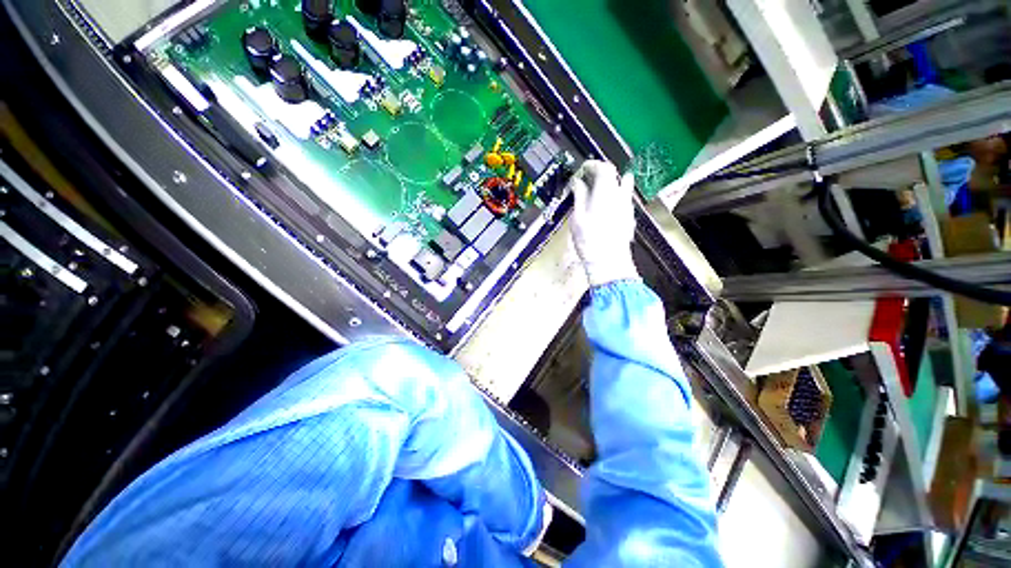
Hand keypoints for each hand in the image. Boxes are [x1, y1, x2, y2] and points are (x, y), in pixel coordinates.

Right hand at [568, 160, 638, 285]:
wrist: (609, 263)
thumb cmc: (589, 240)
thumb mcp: (577, 217)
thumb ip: (579, 196)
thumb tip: (578, 182)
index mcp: (606, 192)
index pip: (604, 168)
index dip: (593, 165)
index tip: (583, 169)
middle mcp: (620, 195)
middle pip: (615, 175)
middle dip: (600, 173)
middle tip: (587, 180)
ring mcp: (627, 207)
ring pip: (622, 187)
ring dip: (610, 184)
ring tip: (597, 191)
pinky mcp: (630, 218)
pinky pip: (624, 199)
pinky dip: (615, 196)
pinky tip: (606, 207)